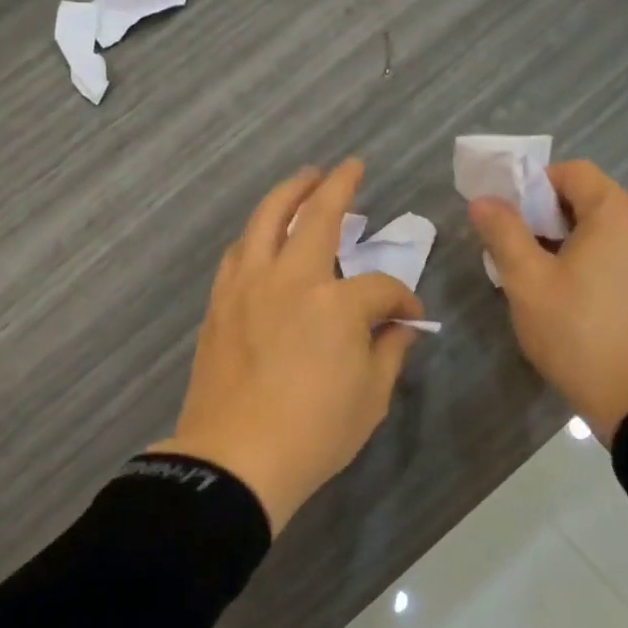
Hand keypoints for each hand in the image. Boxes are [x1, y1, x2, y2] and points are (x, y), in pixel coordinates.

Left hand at [152, 159, 425, 532]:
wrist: (234, 459)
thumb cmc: (312, 434)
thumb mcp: (371, 399)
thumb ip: (388, 352)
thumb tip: (398, 328)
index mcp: (336, 304)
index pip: (381, 287)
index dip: (402, 300)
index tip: (408, 318)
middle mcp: (290, 279)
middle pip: (317, 216)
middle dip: (339, 186)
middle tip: (350, 168)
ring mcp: (248, 286)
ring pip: (266, 220)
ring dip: (288, 193)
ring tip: (304, 181)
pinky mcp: (220, 303)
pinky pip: (239, 252)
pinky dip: (257, 234)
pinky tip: (264, 237)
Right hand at [469, 160, 627, 445]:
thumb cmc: (580, 334)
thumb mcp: (528, 283)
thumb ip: (504, 233)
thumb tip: (483, 200)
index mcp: (619, 213)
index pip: (572, 172)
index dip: (533, 186)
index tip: (508, 220)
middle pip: (591, 200)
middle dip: (547, 219)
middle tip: (516, 255)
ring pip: (607, 232)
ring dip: (570, 244)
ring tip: (542, 283)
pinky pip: (625, 258)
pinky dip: (596, 264)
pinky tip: (575, 301)